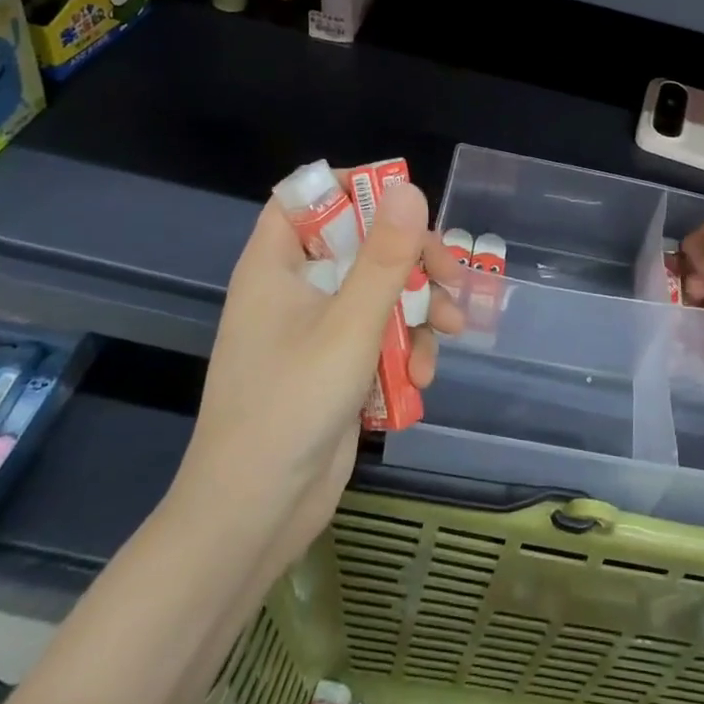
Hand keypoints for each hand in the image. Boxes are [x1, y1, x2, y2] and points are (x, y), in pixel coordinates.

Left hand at [173, 180, 464, 561]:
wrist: (254, 515)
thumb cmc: (291, 406)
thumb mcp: (351, 325)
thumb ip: (385, 257)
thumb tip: (410, 188)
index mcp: (276, 265)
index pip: (307, 196)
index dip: (355, 189)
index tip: (405, 204)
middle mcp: (293, 290)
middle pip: (358, 244)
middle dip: (410, 261)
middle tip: (449, 275)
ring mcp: (314, 331)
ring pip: (377, 293)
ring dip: (417, 312)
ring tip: (445, 339)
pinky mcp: (333, 367)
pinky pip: (377, 337)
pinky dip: (402, 351)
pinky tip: (419, 381)